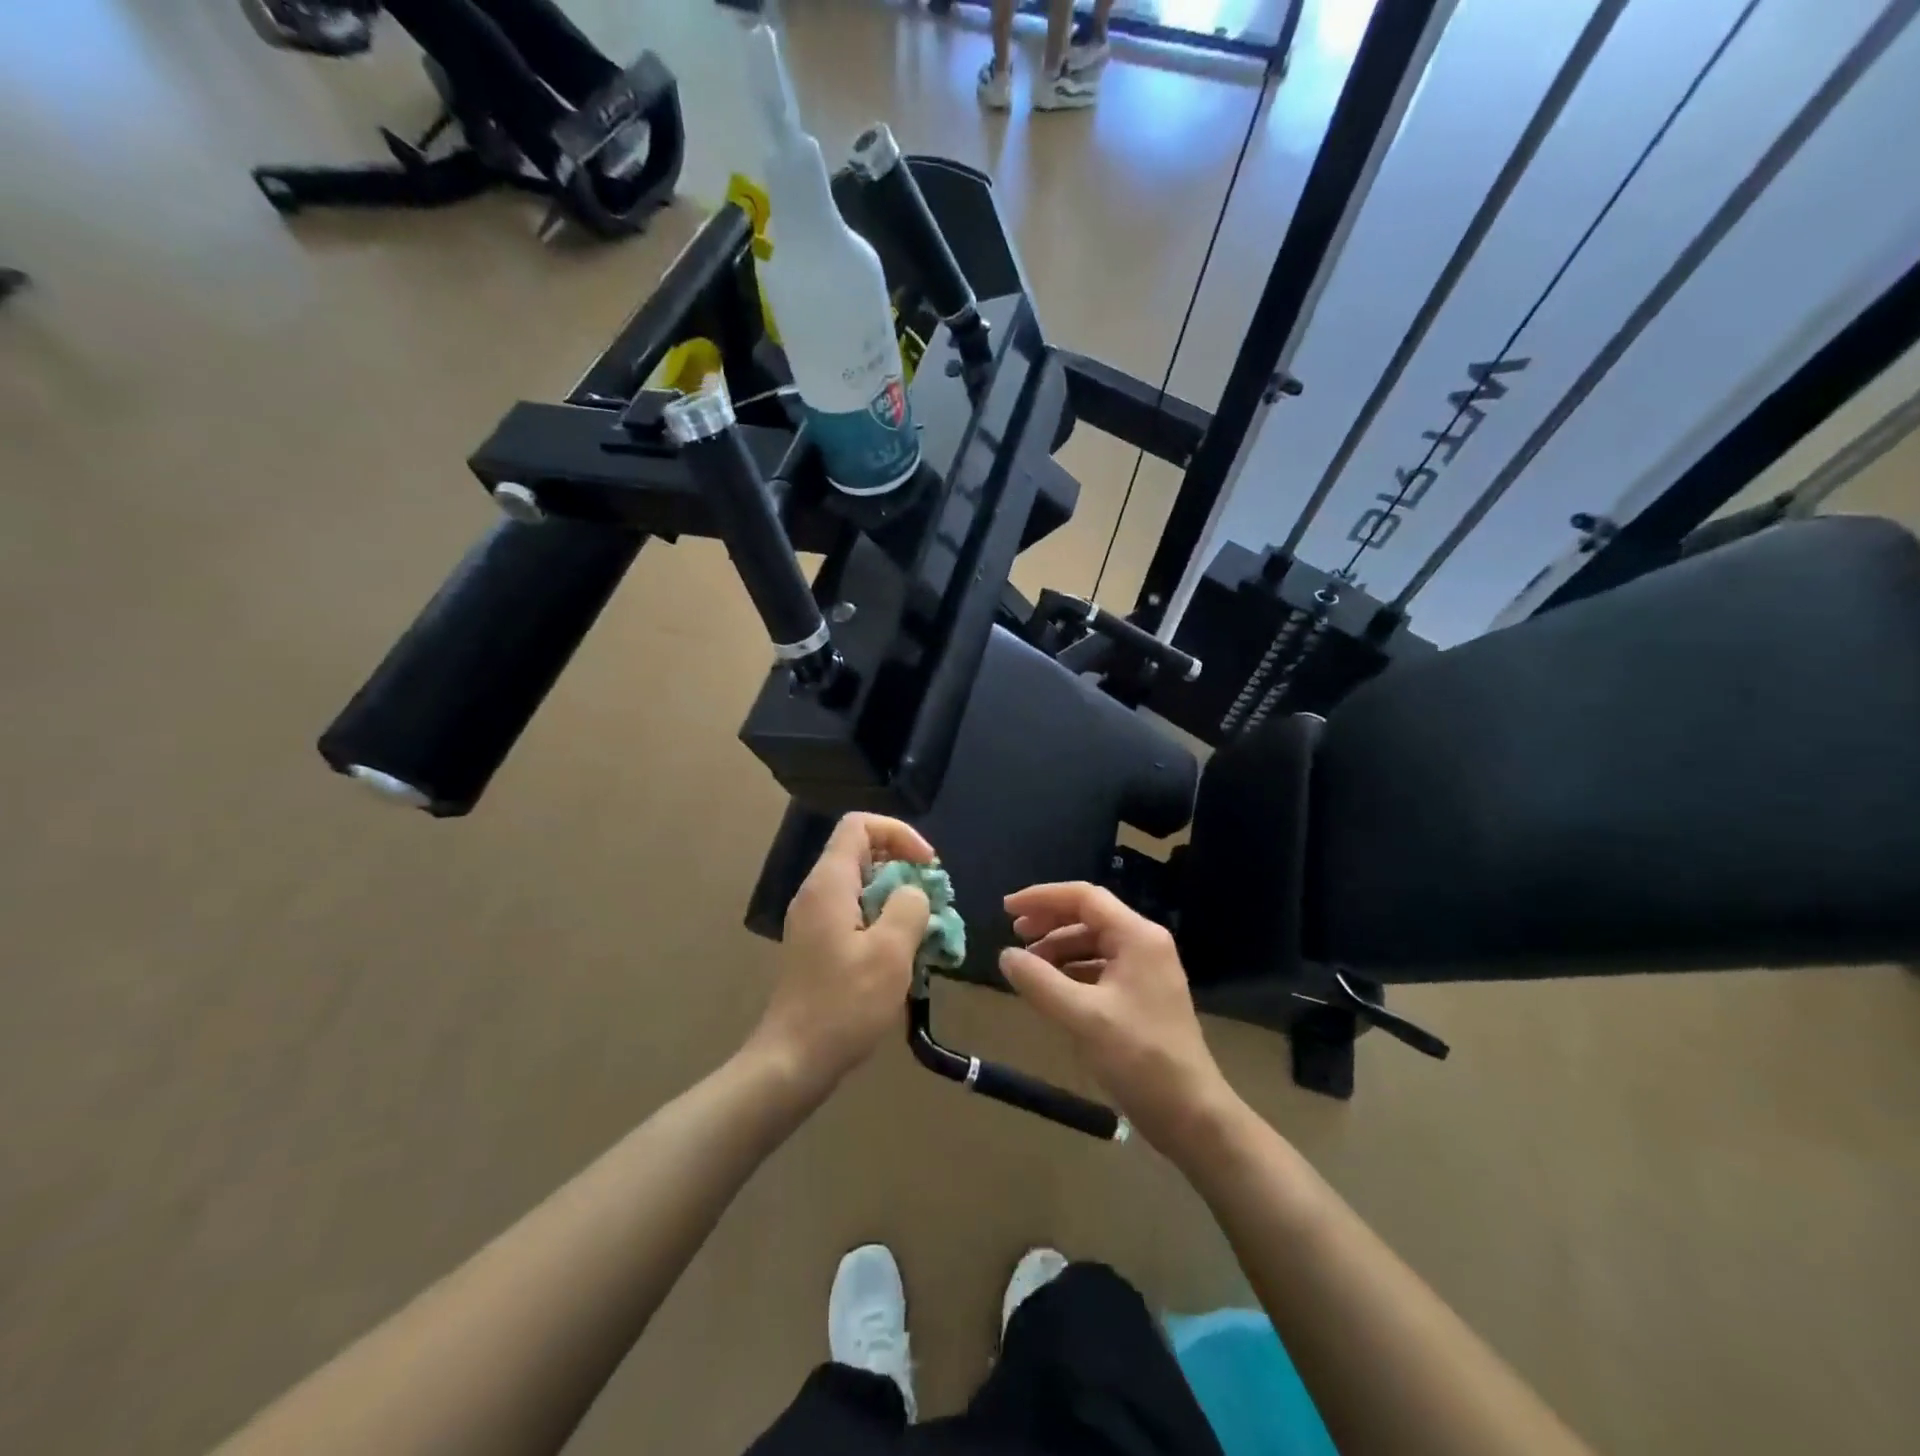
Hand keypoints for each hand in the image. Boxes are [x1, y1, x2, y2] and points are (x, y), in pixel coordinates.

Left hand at [751, 813, 935, 1095]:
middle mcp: (817, 892)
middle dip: (903, 867)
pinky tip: (903, 954)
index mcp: (829, 884)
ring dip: (897, 897)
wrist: (793, 1060)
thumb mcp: (890, 953)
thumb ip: (909, 908)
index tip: (928, 866)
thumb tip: (913, 893)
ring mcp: (814, 919)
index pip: (859, 825)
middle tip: (933, 900)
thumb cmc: (844, 1004)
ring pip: (861, 885)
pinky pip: (854, 913)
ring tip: (924, 929)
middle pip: (862, 852)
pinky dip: (883, 920)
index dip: (899, 833)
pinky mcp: (818, 944)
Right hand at [999, 882, 1235, 1153]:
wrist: (1191, 1114)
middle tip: (1014, 936)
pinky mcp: (1142, 996)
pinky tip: (1052, 989)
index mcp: (1137, 937)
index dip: (1042, 898)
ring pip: (1094, 943)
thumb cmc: (1139, 1058)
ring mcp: (1146, 971)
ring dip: (1059, 949)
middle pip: (1089, 916)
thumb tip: (1005, 955)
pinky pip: (1100, 968)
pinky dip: (1072, 971)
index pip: (1084, 898)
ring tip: (1028, 967)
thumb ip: (1039, 982)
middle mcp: (1144, 944)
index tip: (1007, 910)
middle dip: (1049, 922)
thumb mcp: (1082, 1017)